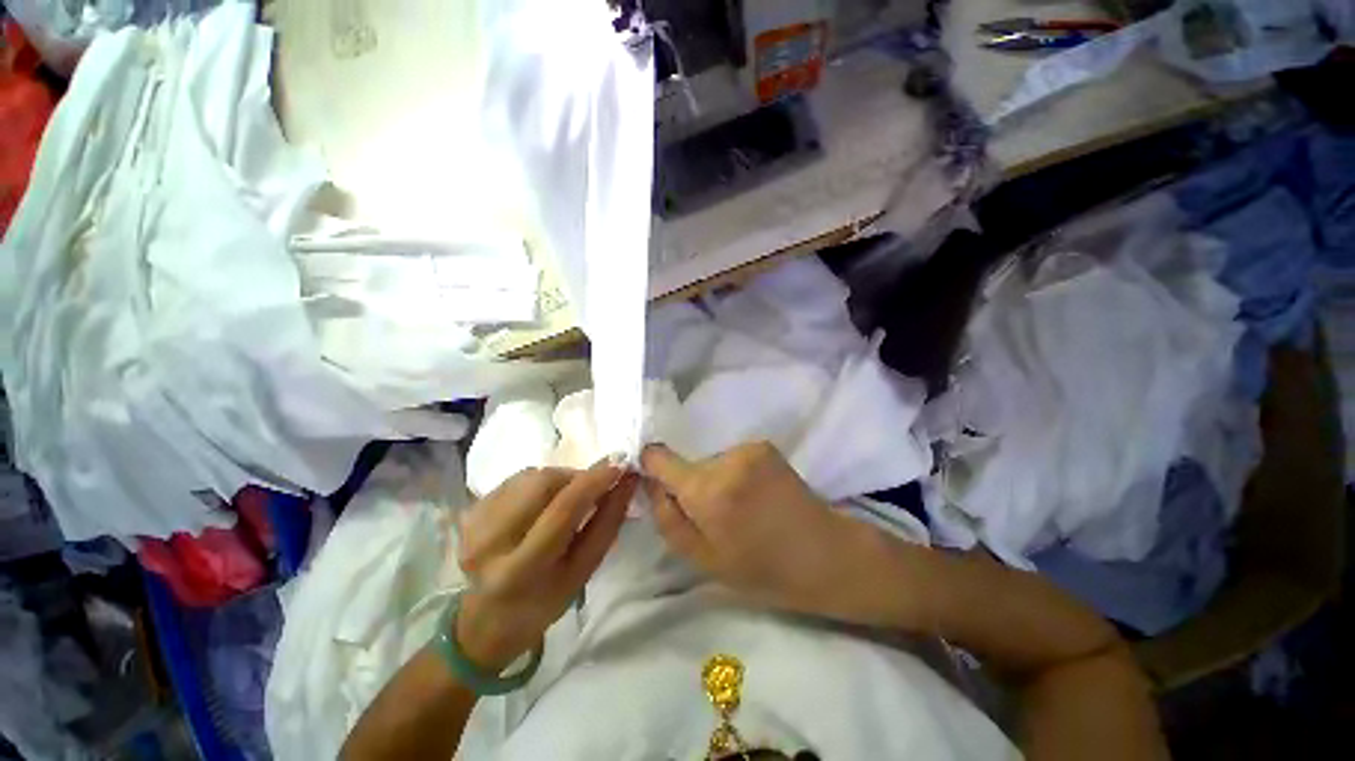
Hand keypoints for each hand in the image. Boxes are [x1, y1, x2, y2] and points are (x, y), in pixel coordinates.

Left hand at [454, 460, 635, 670]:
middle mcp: (489, 542)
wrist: (487, 619)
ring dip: (559, 480)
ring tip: (564, 501)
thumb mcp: (583, 570)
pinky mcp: (469, 510)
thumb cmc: (544, 601)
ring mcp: (474, 523)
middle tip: (591, 490)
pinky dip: (540, 483)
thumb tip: (626, 478)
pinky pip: (517, 479)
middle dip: (576, 478)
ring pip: (531, 476)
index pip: (563, 509)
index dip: (594, 481)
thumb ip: (607, 521)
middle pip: (544, 482)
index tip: (620, 465)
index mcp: (520, 570)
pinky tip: (540, 505)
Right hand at [641, 442, 861, 616]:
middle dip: (692, 486)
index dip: (651, 467)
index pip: (658, 458)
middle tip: (715, 516)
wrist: (824, 553)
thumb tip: (650, 484)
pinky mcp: (764, 446)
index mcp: (706, 492)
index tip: (657, 484)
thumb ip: (667, 519)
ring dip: (716, 480)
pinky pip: (732, 458)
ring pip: (711, 462)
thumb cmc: (762, 568)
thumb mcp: (703, 559)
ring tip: (742, 509)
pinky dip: (736, 474)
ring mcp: (748, 448)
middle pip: (688, 465)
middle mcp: (725, 460)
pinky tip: (757, 496)